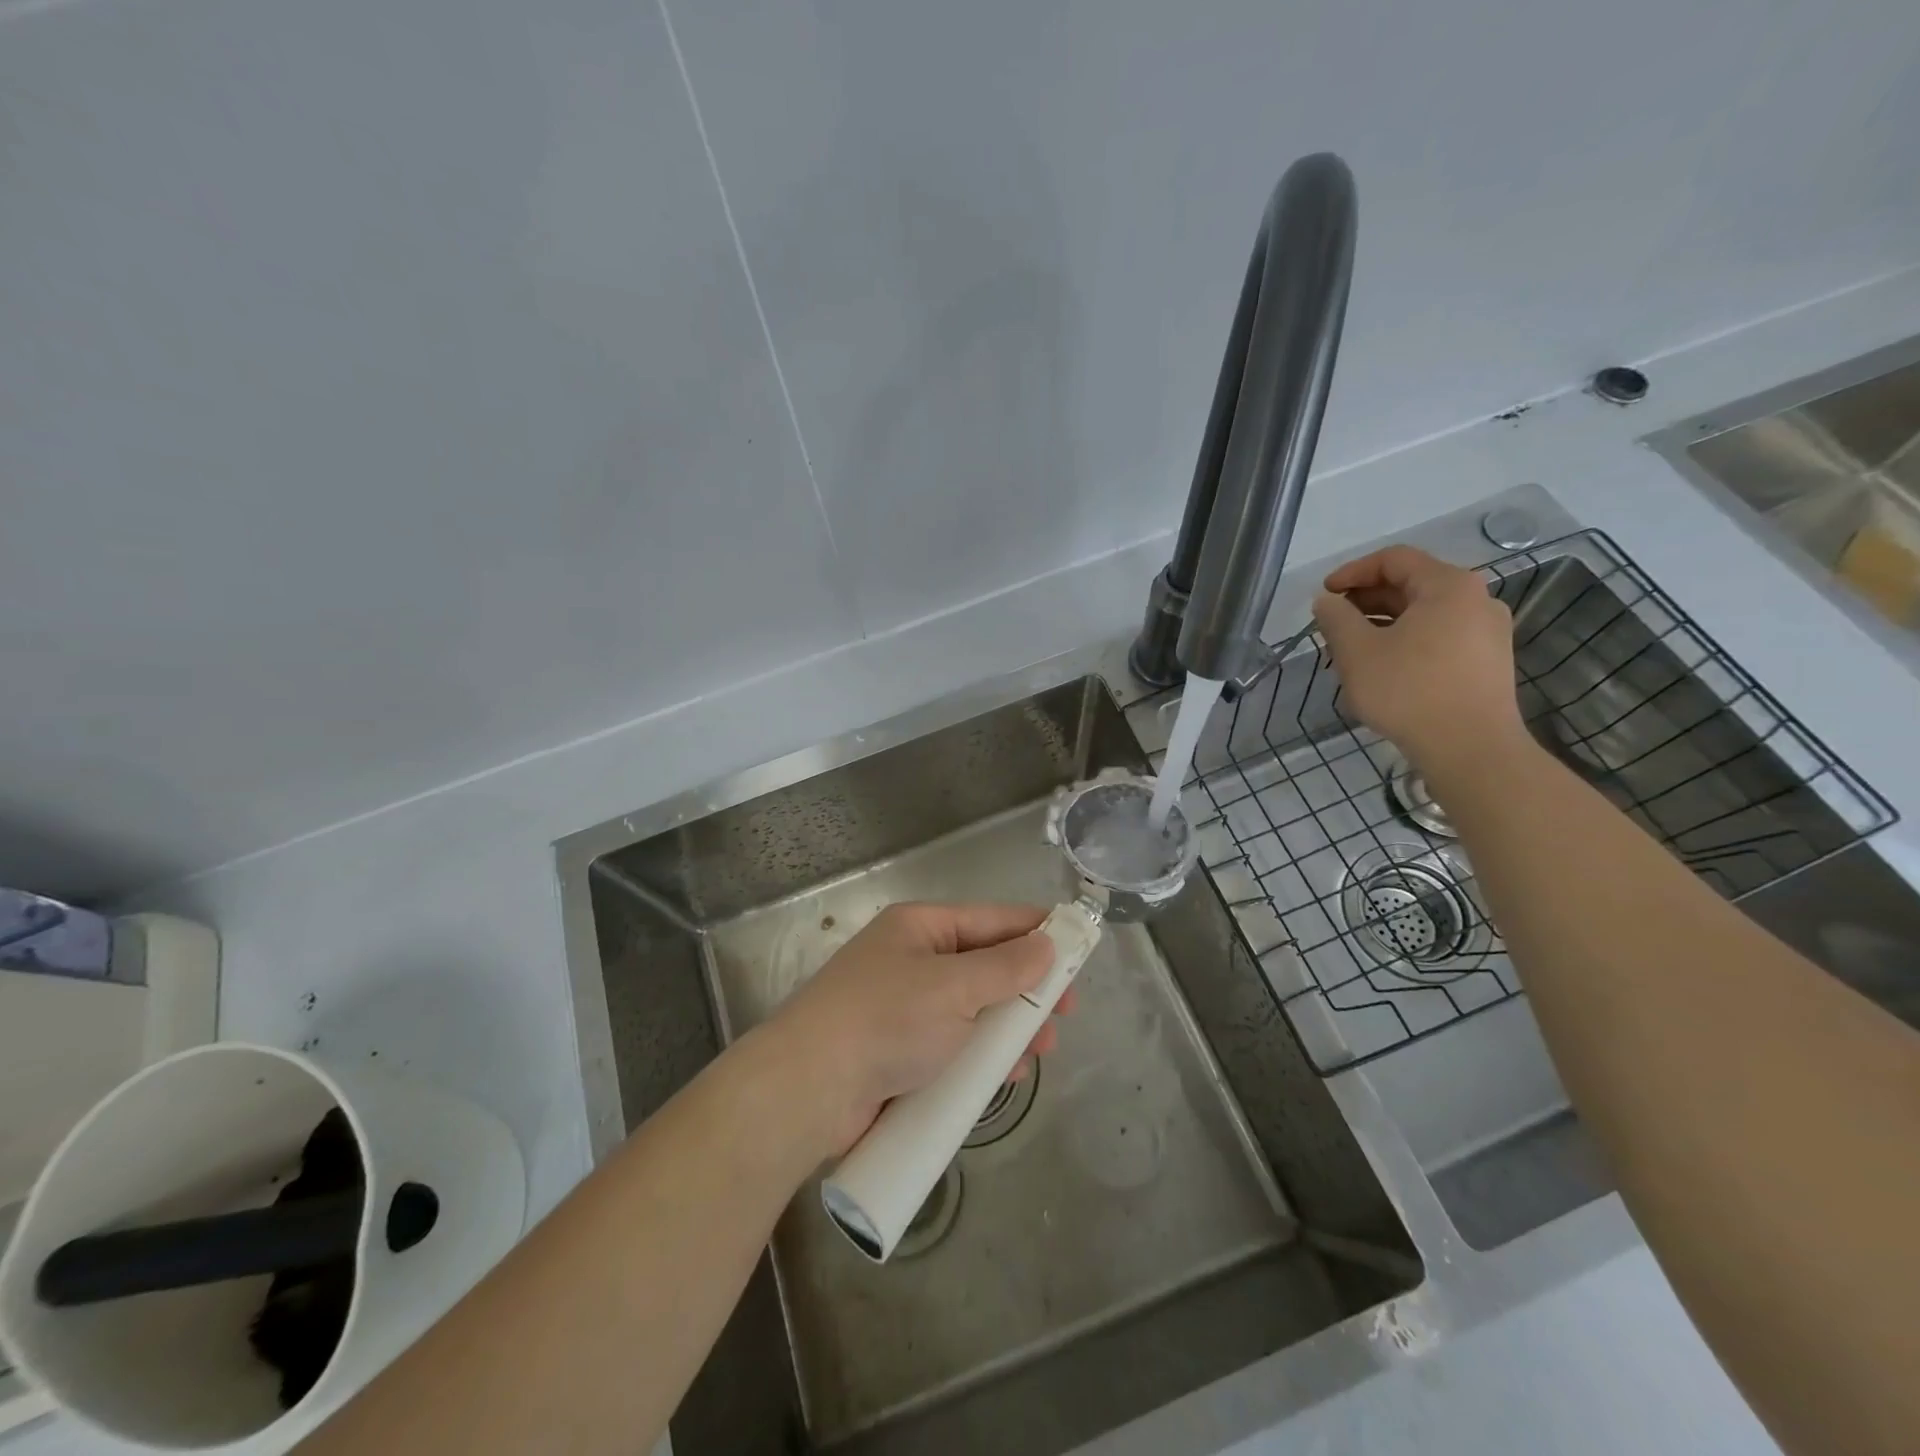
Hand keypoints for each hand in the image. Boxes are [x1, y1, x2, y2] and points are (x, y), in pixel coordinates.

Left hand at [765, 902, 1063, 1153]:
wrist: (808, 1090)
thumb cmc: (886, 1021)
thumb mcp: (954, 986)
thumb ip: (1006, 967)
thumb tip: (1047, 946)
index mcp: (921, 928)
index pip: (992, 920)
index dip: (1036, 932)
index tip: (1077, 949)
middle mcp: (914, 962)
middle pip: (985, 968)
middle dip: (1026, 990)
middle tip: (1064, 1014)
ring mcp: (906, 1010)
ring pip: (973, 1011)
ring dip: (1008, 1028)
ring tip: (1041, 1050)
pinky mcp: (901, 1054)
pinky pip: (954, 1046)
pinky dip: (981, 1057)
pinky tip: (1006, 1075)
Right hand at [1312, 546, 1526, 776]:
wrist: (1471, 749)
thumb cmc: (1409, 691)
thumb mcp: (1357, 651)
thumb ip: (1336, 618)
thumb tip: (1327, 602)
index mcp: (1449, 585)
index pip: (1394, 559)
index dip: (1352, 572)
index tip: (1323, 596)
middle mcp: (1476, 599)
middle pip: (1412, 584)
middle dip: (1366, 600)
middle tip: (1332, 624)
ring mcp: (1488, 632)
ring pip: (1425, 614)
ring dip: (1383, 623)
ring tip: (1351, 649)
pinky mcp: (1488, 662)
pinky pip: (1440, 637)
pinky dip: (1407, 641)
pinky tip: (1383, 668)